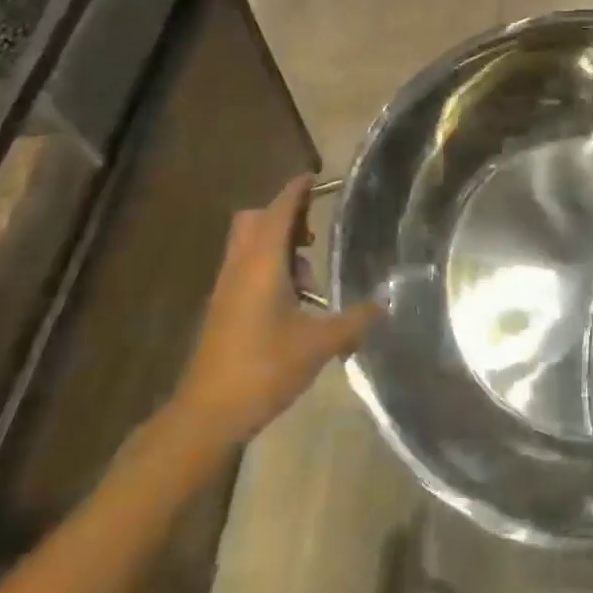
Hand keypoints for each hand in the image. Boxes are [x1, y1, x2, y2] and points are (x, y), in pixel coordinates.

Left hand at [169, 174, 376, 440]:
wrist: (207, 415)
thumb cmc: (263, 368)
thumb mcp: (319, 344)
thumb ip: (355, 321)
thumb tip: (386, 304)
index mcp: (262, 263)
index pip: (279, 210)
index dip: (297, 190)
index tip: (316, 177)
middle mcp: (240, 267)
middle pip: (255, 220)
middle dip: (285, 216)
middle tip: (312, 234)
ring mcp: (226, 289)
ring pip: (248, 246)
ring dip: (278, 247)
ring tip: (309, 281)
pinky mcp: (222, 309)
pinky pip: (245, 269)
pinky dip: (268, 269)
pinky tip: (293, 304)